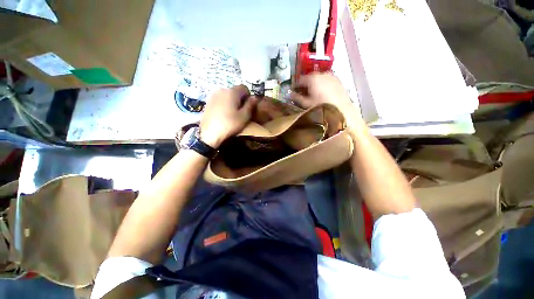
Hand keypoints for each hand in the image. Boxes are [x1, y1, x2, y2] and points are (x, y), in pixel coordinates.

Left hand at [200, 85, 256, 147]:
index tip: (248, 107)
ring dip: (232, 102)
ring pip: (227, 95)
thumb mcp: (244, 116)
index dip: (248, 96)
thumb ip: (250, 105)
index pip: (244, 87)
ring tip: (232, 114)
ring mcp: (213, 95)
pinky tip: (223, 114)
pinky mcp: (208, 101)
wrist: (210, 133)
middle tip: (241, 112)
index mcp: (232, 92)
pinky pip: (220, 99)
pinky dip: (224, 104)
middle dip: (240, 99)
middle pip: (235, 91)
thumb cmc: (230, 124)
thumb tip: (254, 97)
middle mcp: (222, 89)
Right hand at [291, 72, 364, 129]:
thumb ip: (297, 98)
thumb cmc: (321, 106)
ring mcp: (331, 76)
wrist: (342, 110)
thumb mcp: (306, 104)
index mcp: (312, 79)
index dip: (295, 85)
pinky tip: (322, 92)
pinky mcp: (338, 80)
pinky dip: (322, 84)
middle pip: (309, 77)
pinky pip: (326, 80)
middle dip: (305, 84)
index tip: (293, 91)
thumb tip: (289, 95)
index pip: (299, 79)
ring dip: (313, 84)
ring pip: (318, 78)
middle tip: (302, 93)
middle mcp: (322, 74)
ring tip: (312, 93)